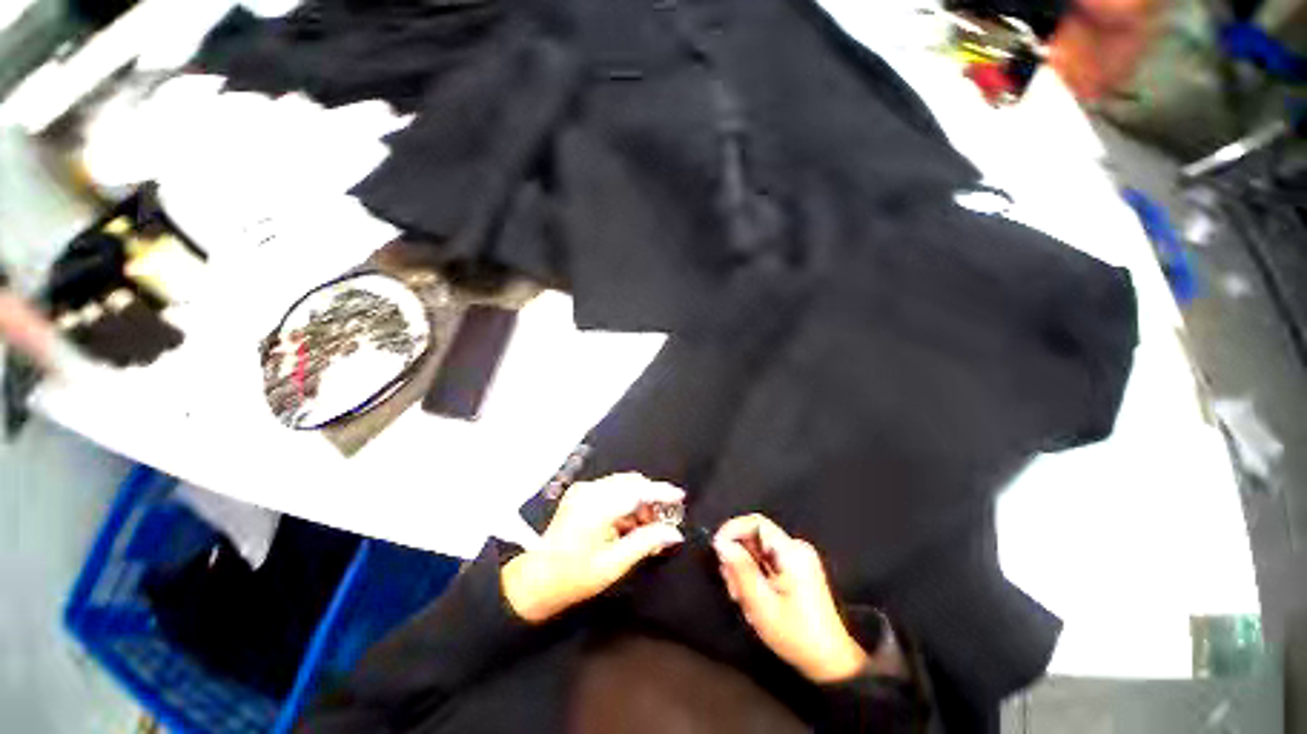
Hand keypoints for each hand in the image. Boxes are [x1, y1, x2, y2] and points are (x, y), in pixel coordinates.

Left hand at [502, 474, 683, 622]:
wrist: (534, 580)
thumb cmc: (574, 577)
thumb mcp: (614, 564)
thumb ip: (646, 542)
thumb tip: (675, 533)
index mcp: (598, 506)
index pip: (638, 490)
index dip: (661, 492)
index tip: (681, 496)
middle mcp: (591, 490)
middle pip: (631, 483)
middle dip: (650, 499)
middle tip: (661, 524)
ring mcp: (583, 490)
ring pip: (622, 486)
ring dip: (638, 502)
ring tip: (645, 529)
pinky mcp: (580, 494)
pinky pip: (611, 491)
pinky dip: (624, 503)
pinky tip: (627, 525)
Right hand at [714, 514, 867, 683]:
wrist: (830, 662)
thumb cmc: (796, 635)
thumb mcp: (761, 604)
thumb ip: (740, 569)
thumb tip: (721, 542)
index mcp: (792, 552)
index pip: (756, 522)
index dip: (733, 530)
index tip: (718, 550)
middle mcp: (796, 548)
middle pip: (755, 537)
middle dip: (738, 559)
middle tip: (733, 589)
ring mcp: (798, 558)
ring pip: (758, 551)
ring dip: (745, 571)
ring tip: (744, 599)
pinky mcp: (797, 569)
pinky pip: (767, 561)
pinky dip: (755, 576)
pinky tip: (755, 599)